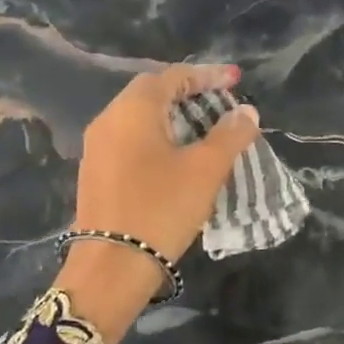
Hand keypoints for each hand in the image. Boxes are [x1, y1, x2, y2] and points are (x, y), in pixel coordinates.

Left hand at [56, 63, 259, 341]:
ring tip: (206, 130)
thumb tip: (246, 112)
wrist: (112, 267)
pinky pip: (131, 140)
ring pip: (140, 118)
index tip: (236, 80)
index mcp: (133, 110)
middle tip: (221, 103)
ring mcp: (98, 148)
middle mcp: (109, 120)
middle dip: (189, 94)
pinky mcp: (97, 173)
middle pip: (152, 93)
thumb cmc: (162, 208)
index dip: (207, 75)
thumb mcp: (206, 170)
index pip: (173, 77)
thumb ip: (230, 135)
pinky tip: (178, 157)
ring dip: (174, 118)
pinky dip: (158, 138)